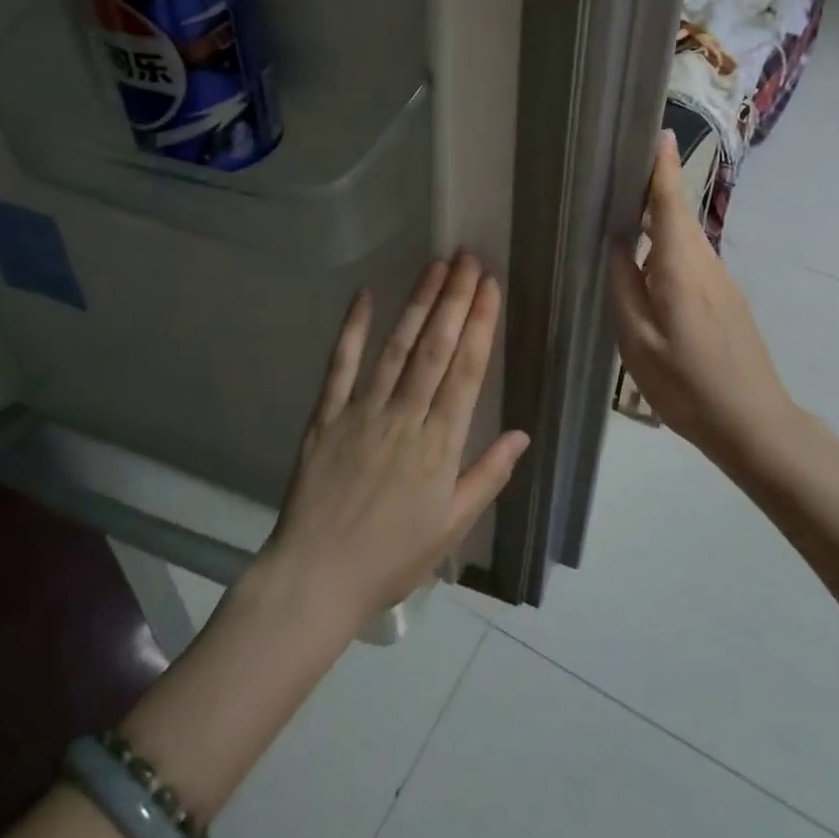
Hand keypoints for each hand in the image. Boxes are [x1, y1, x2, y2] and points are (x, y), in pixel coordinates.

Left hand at [264, 253, 530, 626]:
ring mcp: (362, 412)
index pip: (466, 372)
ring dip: (417, 304)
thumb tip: (521, 434)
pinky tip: (365, 295)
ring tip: (435, 266)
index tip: (490, 287)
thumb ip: (487, 476)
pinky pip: (340, 366)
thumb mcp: (451, 527)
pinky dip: (353, 329)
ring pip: (396, 348)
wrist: (316, 578)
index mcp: (439, 445)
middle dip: (454, 299)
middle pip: (435, 348)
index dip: (479, 325)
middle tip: (468, 259)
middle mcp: (404, 417)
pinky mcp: (327, 416)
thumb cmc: (391, 557)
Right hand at [608, 132, 796, 460]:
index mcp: (681, 267)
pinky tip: (650, 265)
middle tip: (622, 172)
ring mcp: (722, 282)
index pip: (671, 203)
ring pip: (687, 239)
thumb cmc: (687, 384)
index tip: (658, 132)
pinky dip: (671, 247)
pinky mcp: (728, 300)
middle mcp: (706, 264)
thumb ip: (623, 287)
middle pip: (679, 215)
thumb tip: (615, 245)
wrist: (754, 423)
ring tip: (628, 212)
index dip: (663, 167)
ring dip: (661, 219)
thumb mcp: (637, 341)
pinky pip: (693, 259)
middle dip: (656, 189)